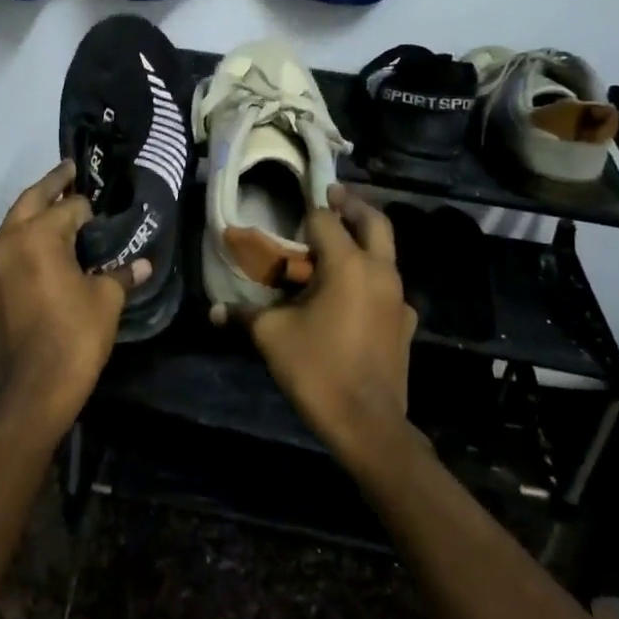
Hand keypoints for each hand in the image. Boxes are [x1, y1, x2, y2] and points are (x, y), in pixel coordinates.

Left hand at [0, 161, 148, 427]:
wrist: (32, 389)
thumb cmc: (74, 336)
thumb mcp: (106, 300)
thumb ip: (121, 274)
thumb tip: (142, 264)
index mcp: (37, 237)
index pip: (69, 207)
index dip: (90, 210)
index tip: (103, 211)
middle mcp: (8, 242)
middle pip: (31, 201)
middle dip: (52, 185)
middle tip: (70, 170)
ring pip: (14, 226)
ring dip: (34, 214)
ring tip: (58, 209)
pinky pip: (7, 253)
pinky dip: (24, 243)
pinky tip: (42, 253)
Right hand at [234, 186, 416, 463]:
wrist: (367, 423)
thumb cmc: (317, 369)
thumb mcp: (271, 336)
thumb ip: (243, 315)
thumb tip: (213, 310)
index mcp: (347, 265)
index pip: (326, 219)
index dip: (308, 212)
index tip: (295, 210)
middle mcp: (380, 271)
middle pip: (373, 221)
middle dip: (352, 204)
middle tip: (333, 196)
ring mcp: (399, 296)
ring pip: (386, 252)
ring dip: (364, 240)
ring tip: (338, 246)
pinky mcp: (406, 321)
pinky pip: (389, 286)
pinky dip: (372, 278)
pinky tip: (353, 296)